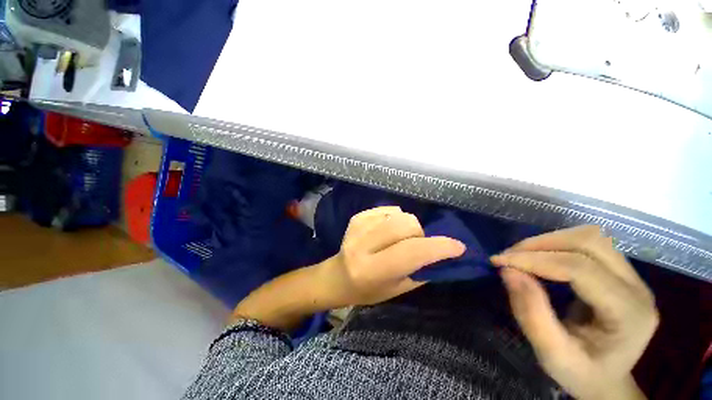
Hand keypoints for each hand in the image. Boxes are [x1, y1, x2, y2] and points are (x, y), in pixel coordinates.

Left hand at [317, 206, 465, 306]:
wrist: (338, 276)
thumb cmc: (369, 289)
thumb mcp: (398, 289)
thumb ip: (422, 270)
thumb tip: (444, 253)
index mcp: (372, 270)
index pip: (412, 252)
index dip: (439, 247)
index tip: (458, 247)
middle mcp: (363, 245)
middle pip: (407, 225)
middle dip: (420, 234)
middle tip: (417, 245)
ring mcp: (358, 227)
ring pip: (400, 215)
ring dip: (408, 227)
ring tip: (399, 239)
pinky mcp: (357, 217)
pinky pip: (389, 210)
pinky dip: (395, 219)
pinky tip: (387, 231)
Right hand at [491, 226, 657, 399]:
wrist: (607, 381)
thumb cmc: (582, 375)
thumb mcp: (552, 356)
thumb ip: (531, 314)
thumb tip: (508, 271)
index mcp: (629, 314)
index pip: (580, 269)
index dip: (535, 260)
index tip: (500, 261)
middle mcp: (638, 288)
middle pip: (590, 243)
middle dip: (542, 244)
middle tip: (510, 256)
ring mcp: (633, 277)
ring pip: (589, 237)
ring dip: (549, 241)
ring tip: (522, 255)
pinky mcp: (621, 273)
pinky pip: (588, 244)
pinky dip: (557, 244)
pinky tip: (540, 258)